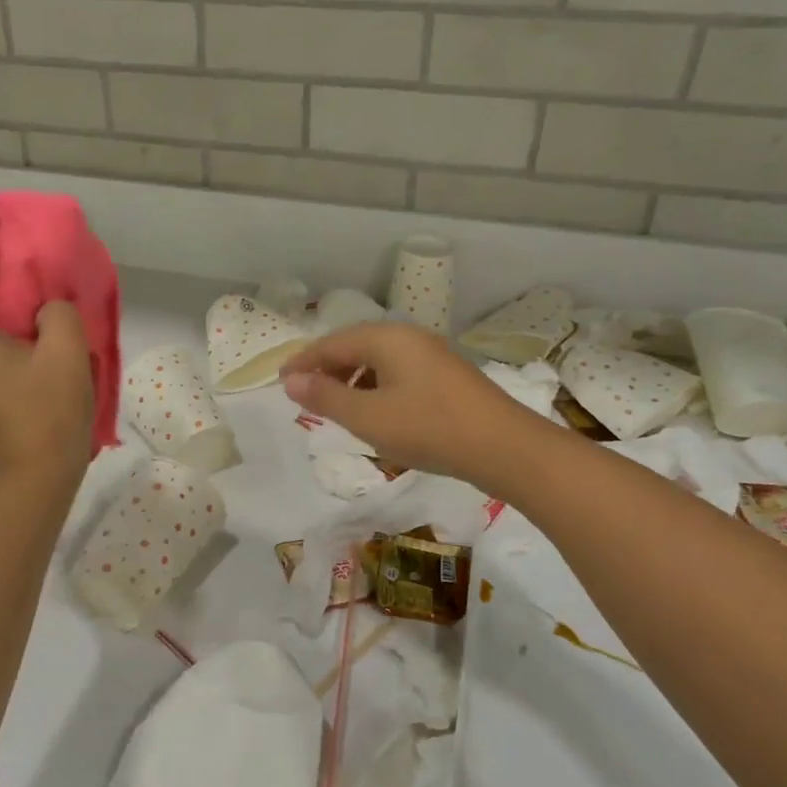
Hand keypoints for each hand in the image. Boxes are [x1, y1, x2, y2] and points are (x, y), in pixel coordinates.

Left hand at [0, 259, 93, 484]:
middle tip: (35, 308)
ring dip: (3, 326)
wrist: (38, 476)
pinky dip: (4, 350)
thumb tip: (45, 313)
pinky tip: (42, 369)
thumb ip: (58, 313)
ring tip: (45, 340)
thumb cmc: (49, 410)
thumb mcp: (68, 351)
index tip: (0, 280)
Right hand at [279, 323, 540, 491]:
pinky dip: (377, 389)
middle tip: (305, 396)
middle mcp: (409, 338)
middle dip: (328, 370)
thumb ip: (325, 397)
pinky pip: (399, 374)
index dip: (304, 362)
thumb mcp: (368, 417)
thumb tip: (291, 380)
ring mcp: (432, 356)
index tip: (281, 382)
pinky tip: (377, 415)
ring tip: (338, 409)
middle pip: (356, 347)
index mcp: (387, 338)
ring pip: (379, 362)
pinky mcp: (447, 378)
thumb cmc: (428, 428)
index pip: (332, 343)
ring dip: (352, 381)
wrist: (504, 447)